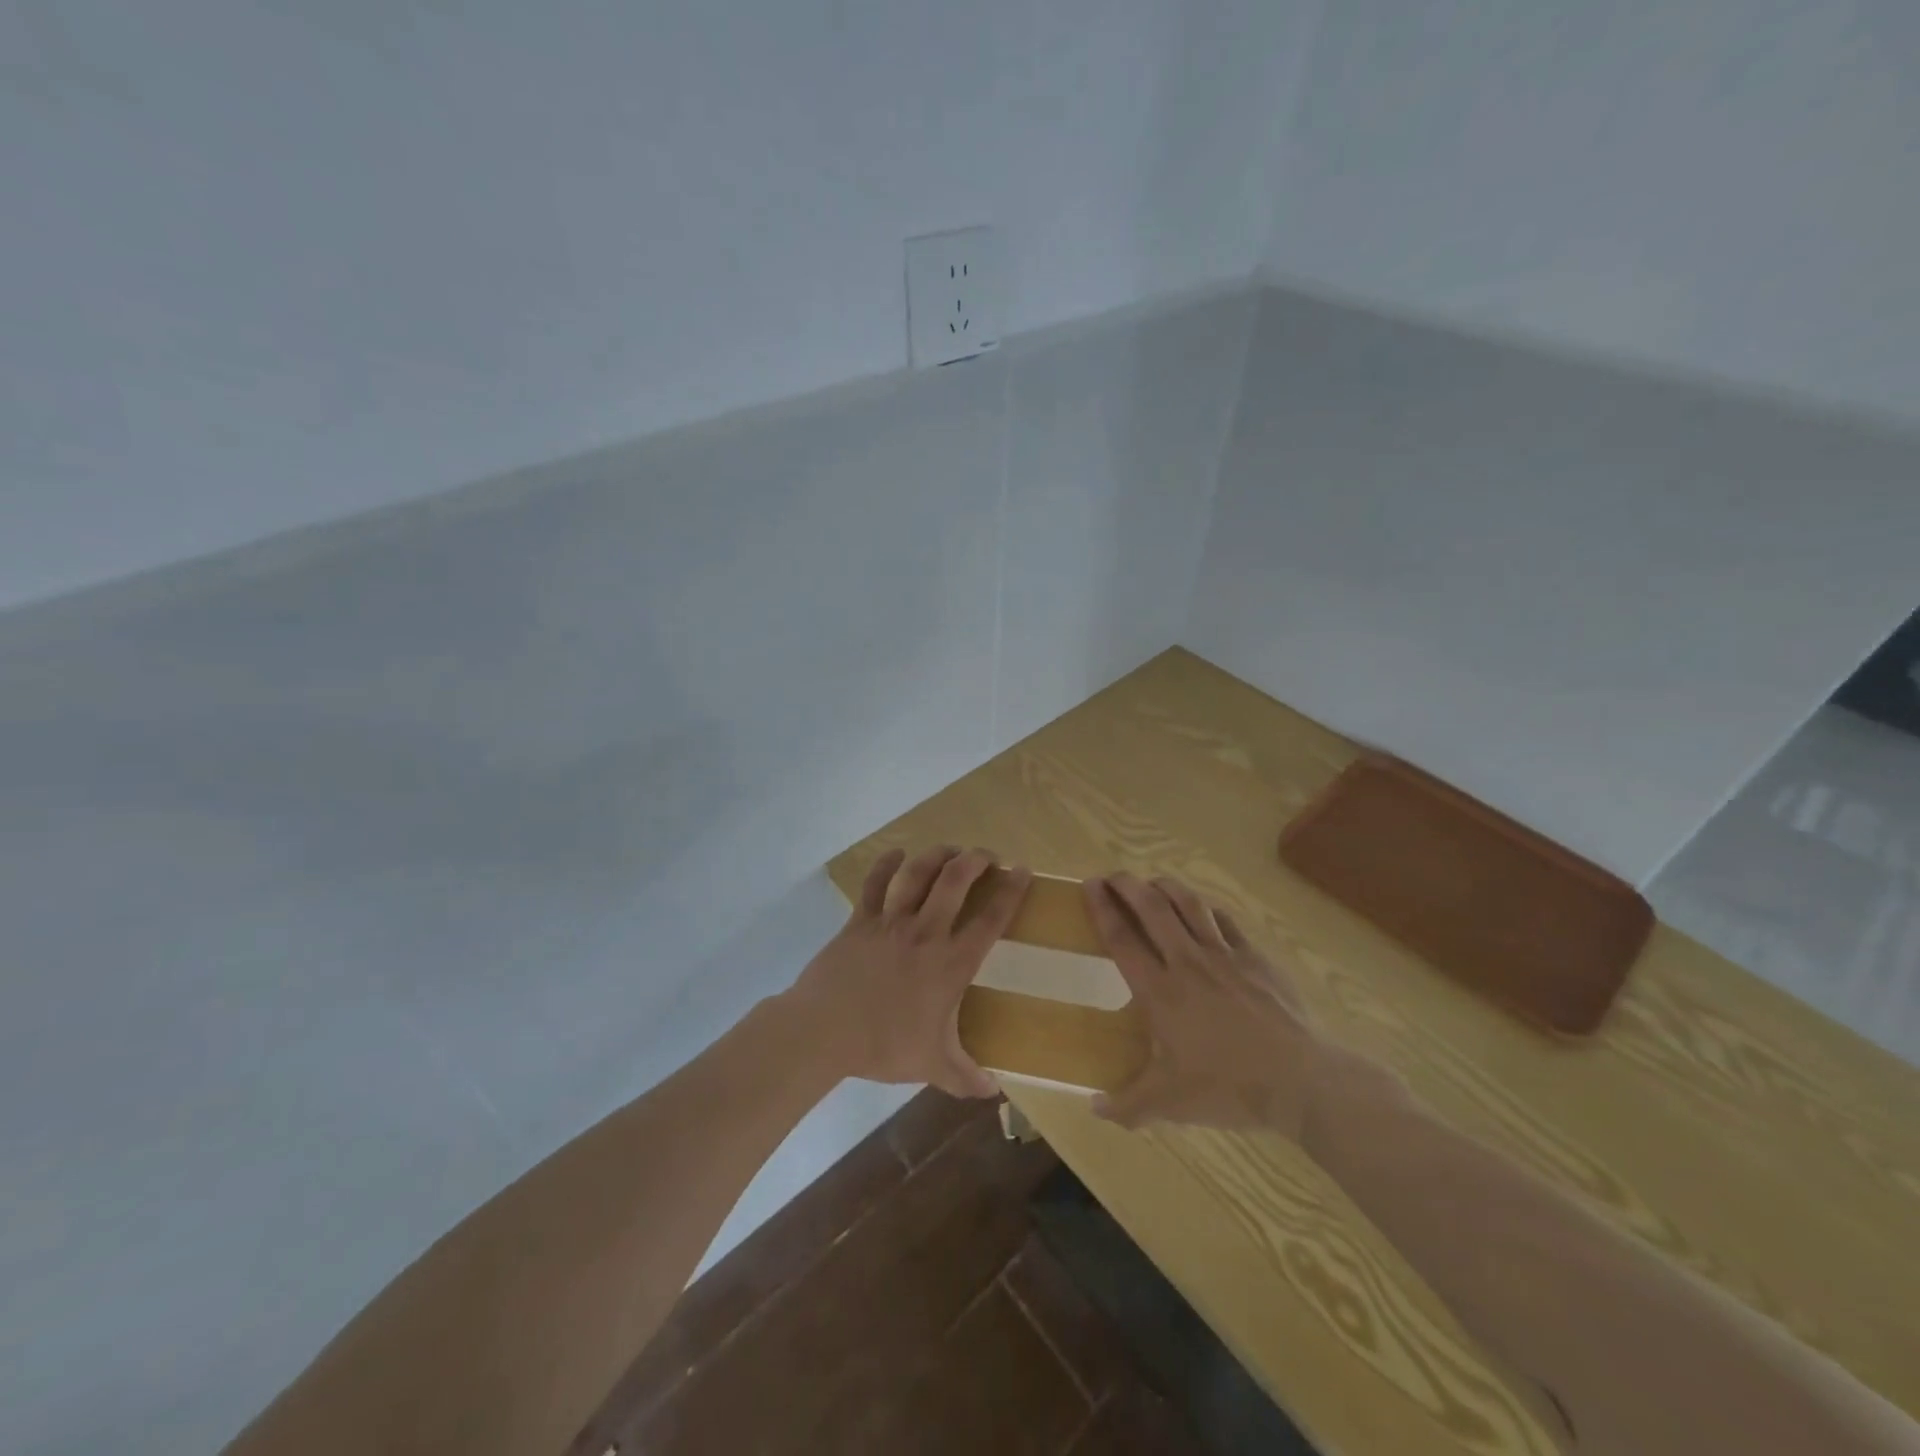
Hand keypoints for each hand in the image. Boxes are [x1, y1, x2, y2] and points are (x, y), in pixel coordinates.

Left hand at [785, 846, 1031, 1097]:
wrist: (824, 1030)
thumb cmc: (883, 1046)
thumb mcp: (932, 1065)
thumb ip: (965, 1076)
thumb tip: (994, 1092)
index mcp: (950, 964)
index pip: (990, 920)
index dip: (1011, 892)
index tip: (1023, 871)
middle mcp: (925, 933)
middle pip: (955, 881)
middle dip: (976, 860)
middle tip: (987, 855)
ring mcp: (890, 922)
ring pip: (918, 874)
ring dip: (937, 855)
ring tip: (951, 848)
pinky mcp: (860, 920)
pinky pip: (875, 884)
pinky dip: (886, 864)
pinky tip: (896, 853)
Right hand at [1083, 873, 1321, 1135]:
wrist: (1300, 1080)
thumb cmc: (1229, 1087)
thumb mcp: (1170, 1104)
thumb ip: (1127, 1106)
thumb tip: (1093, 1108)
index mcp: (1160, 992)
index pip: (1122, 939)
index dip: (1102, 908)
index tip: (1089, 885)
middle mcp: (1187, 963)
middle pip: (1152, 908)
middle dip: (1128, 885)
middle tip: (1112, 875)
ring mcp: (1225, 956)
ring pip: (1189, 905)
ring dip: (1166, 887)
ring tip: (1152, 882)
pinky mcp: (1255, 958)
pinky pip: (1225, 921)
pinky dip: (1206, 908)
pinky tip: (1201, 908)